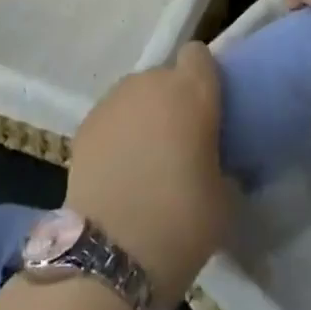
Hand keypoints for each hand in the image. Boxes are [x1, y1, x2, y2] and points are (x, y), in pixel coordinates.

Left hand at [67, 44, 231, 307]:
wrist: (110, 253)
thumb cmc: (181, 221)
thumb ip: (225, 165)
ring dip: (144, 116)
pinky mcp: (84, 124)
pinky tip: (120, 169)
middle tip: (181, 141)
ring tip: (146, 157)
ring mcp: (113, 101)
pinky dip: (118, 134)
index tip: (210, 108)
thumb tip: (217, 164)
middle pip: (166, 77)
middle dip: (174, 101)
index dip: (204, 77)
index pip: (199, 56)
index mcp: (192, 92)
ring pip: (136, 96)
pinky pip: (112, 117)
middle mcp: (150, 84)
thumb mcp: (226, 197)